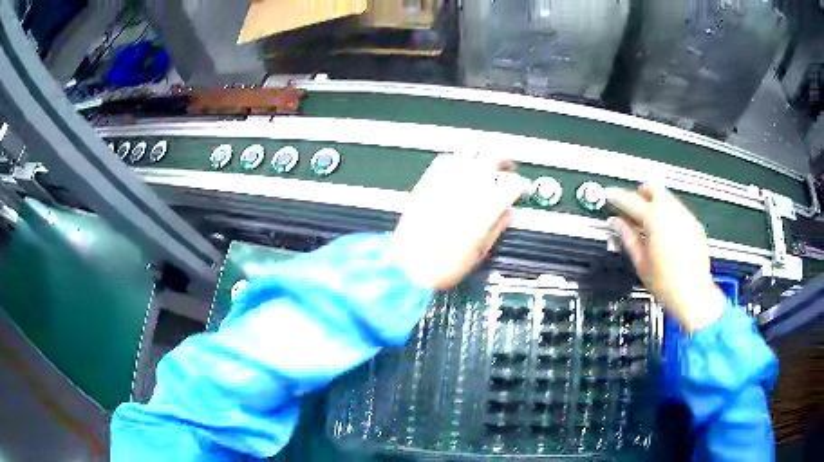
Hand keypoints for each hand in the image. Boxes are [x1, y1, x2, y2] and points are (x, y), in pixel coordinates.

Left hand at [390, 154, 523, 290]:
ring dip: (481, 156)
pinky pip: (445, 160)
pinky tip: (459, 170)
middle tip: (506, 167)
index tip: (518, 189)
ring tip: (484, 164)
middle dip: (504, 161)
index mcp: (486, 207)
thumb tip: (509, 212)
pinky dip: (456, 161)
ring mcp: (446, 182)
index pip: (512, 183)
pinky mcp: (428, 182)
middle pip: (493, 157)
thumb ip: (498, 225)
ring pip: (469, 152)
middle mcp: (468, 188)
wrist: (409, 267)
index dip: (519, 186)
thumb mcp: (481, 251)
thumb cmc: (444, 266)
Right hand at [606, 185, 724, 331]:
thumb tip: (616, 224)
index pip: (630, 200)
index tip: (610, 195)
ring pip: (667, 197)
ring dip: (655, 202)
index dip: (617, 197)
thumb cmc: (668, 284)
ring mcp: (686, 217)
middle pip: (653, 189)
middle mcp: (672, 213)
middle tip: (631, 205)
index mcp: (655, 220)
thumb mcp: (641, 262)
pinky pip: (679, 210)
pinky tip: (665, 230)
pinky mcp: (695, 225)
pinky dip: (669, 213)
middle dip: (640, 193)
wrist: (693, 294)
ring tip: (648, 220)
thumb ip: (627, 237)